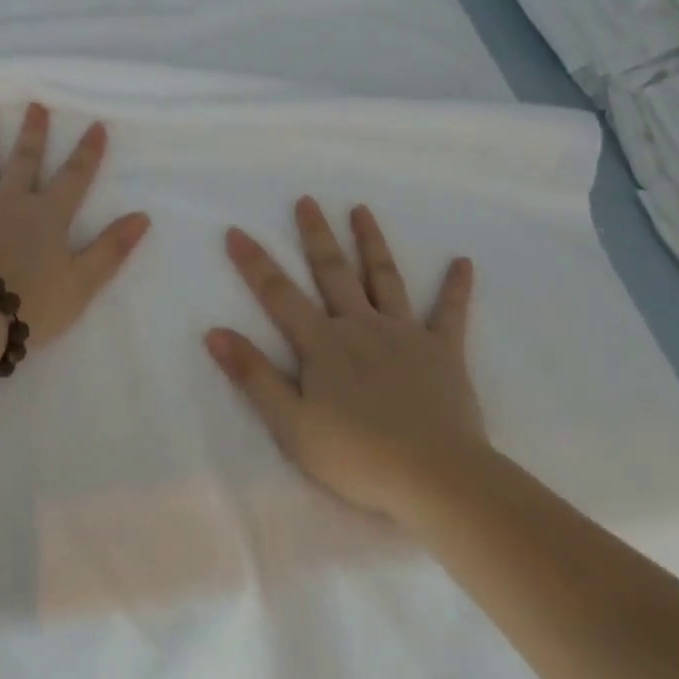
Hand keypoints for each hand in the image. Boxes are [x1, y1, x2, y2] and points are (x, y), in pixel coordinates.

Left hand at [0, 104, 150, 351]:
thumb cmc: (29, 305)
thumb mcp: (82, 284)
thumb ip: (111, 249)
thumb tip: (142, 216)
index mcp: (47, 215)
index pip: (74, 177)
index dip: (87, 152)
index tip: (95, 124)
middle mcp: (11, 201)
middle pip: (24, 160)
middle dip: (33, 132)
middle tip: (34, 104)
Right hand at [206, 196, 481, 525]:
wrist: (437, 478)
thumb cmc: (357, 456)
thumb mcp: (291, 424)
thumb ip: (254, 376)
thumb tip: (214, 332)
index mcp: (323, 344)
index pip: (279, 294)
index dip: (254, 263)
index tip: (236, 230)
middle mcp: (360, 326)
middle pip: (333, 271)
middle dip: (317, 235)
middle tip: (307, 200)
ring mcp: (404, 334)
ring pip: (384, 277)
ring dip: (371, 242)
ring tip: (362, 210)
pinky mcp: (443, 352)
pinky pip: (450, 313)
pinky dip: (456, 287)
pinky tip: (464, 262)